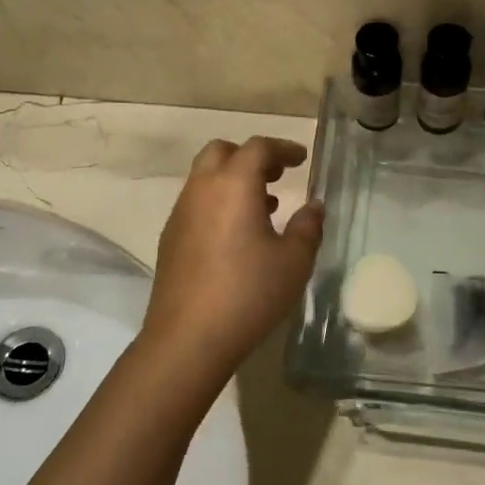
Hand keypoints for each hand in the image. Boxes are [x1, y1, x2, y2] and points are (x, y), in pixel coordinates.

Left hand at [140, 137, 324, 382]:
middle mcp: (202, 189)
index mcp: (234, 185)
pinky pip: (196, 203)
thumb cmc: (249, 293)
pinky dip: (218, 202)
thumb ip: (307, 227)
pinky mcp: (170, 238)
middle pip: (221, 152)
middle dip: (250, 156)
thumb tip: (313, 206)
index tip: (301, 159)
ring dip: (233, 180)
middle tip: (277, 175)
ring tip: (264, 206)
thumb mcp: (294, 261)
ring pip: (205, 178)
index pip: (258, 147)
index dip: (283, 148)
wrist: (188, 337)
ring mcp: (180, 213)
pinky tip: (237, 235)